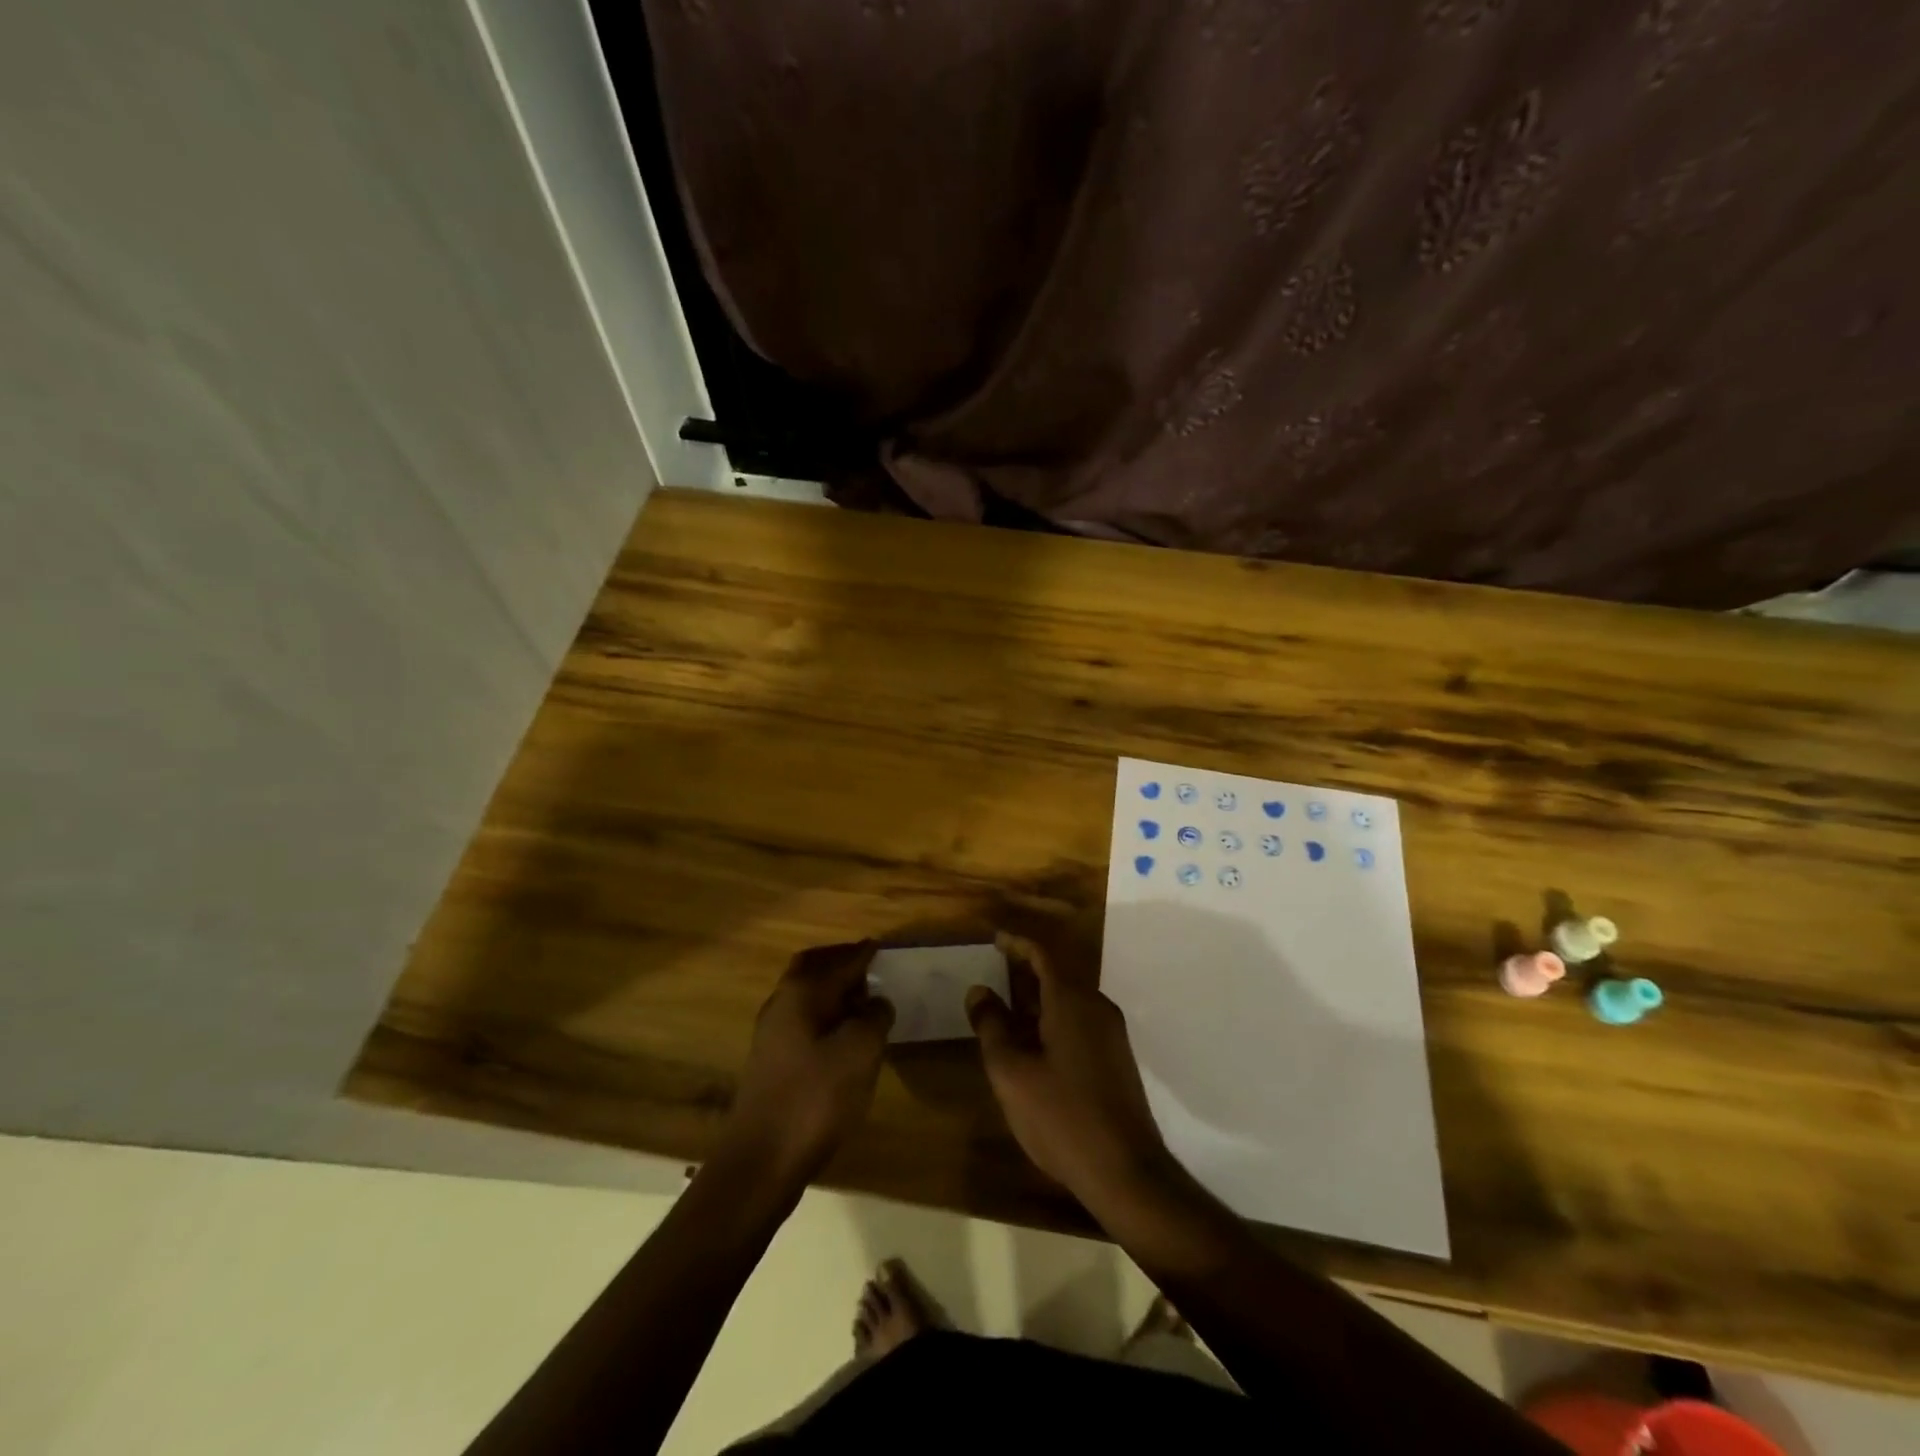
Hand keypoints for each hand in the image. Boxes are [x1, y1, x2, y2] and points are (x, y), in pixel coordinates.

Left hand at [725, 941, 893, 1184]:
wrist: (762, 1162)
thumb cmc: (815, 1098)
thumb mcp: (860, 1052)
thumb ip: (874, 1018)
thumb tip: (877, 1002)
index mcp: (801, 992)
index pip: (839, 961)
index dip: (863, 954)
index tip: (881, 947)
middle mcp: (780, 1004)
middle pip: (811, 969)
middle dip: (839, 964)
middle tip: (868, 968)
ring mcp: (771, 1036)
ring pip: (805, 998)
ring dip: (831, 992)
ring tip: (862, 1003)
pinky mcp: (771, 1064)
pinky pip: (803, 1023)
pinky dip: (824, 1018)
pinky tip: (843, 1038)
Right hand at [966, 931, 1173, 1208]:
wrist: (1126, 1171)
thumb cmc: (1062, 1116)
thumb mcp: (1011, 1072)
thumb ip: (992, 1026)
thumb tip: (979, 991)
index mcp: (1071, 1001)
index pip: (1043, 954)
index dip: (1017, 942)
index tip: (994, 938)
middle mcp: (1096, 1007)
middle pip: (1058, 973)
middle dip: (1025, 969)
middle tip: (993, 971)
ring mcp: (1111, 1033)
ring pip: (1069, 999)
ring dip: (1038, 997)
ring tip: (1006, 1009)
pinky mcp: (1116, 1058)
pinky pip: (1079, 1021)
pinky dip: (1053, 1018)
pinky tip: (1034, 1044)